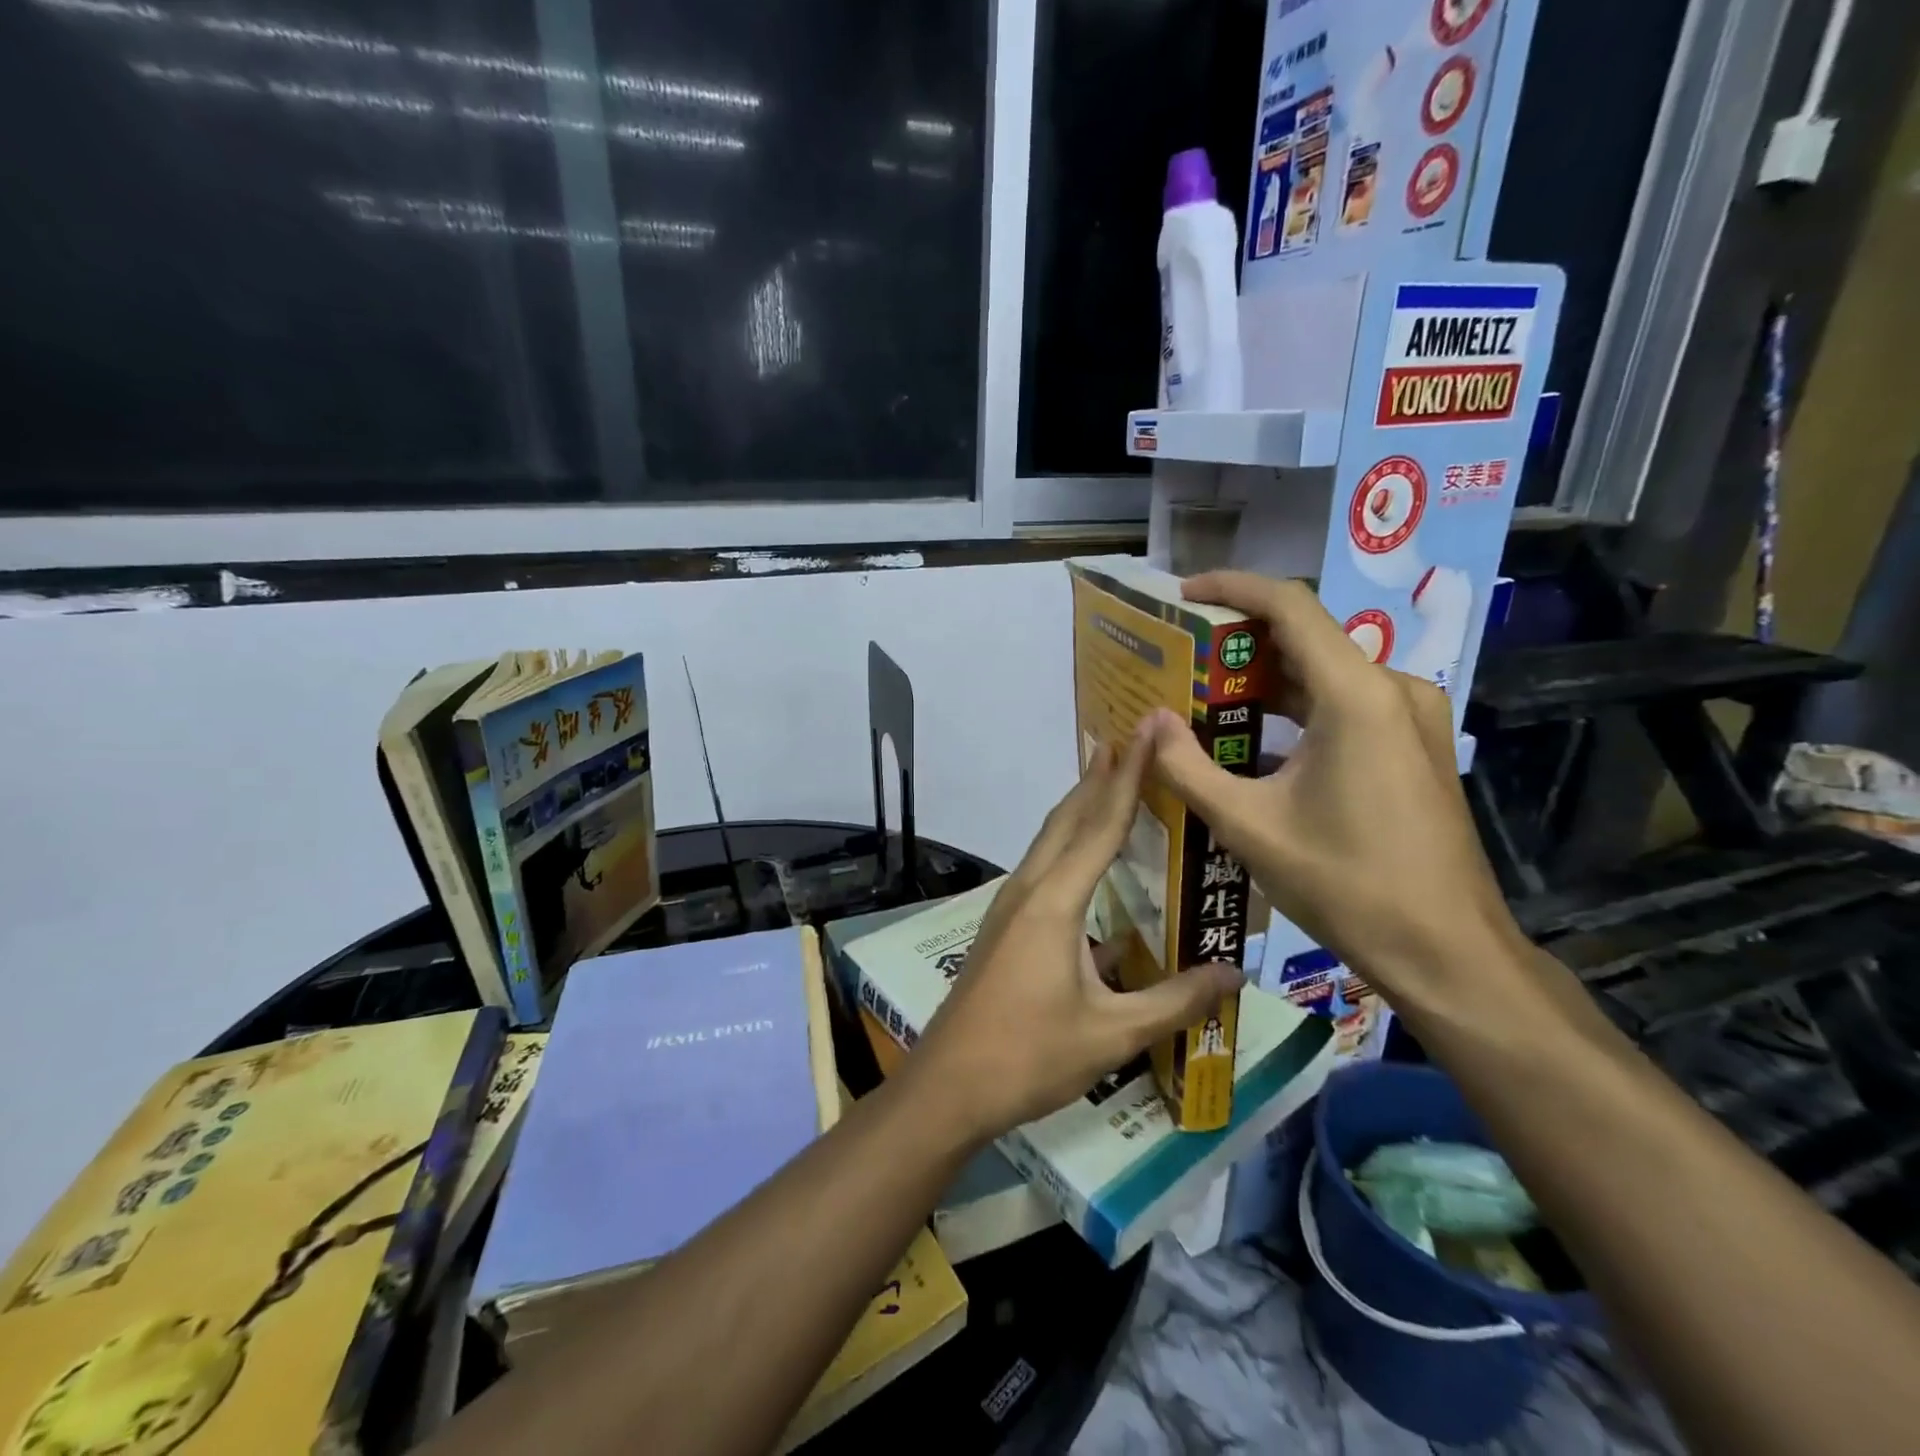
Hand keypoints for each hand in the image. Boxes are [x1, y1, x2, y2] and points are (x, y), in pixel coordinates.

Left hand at [908, 725, 1243, 1143]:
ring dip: (1080, 806)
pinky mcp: (1004, 926)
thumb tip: (1236, 974)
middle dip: (1100, 777)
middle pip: (1068, 818)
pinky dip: (1068, 844)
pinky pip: (1043, 867)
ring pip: (1050, 840)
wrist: (949, 1084)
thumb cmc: (1030, 1055)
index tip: (1147, 732)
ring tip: (1109, 779)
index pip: (1101, 824)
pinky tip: (1087, 862)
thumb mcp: (1113, 1032)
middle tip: (1130, 739)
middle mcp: (1029, 888)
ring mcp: (1009, 906)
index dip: (1129, 776)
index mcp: (1055, 901)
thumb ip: (1175, 1000)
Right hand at [1144, 571, 1522, 1010]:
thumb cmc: (1346, 884)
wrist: (1446, 952)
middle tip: (1180, 660)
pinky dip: (1296, 711)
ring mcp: (1412, 718)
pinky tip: (1254, 741)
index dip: (1233, 588)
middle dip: (1240, 643)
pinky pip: (1346, 706)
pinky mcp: (1415, 746)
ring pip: (1325, 675)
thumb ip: (1188, 768)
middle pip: (1307, 638)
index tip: (1184, 595)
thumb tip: (1149, 723)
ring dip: (1265, 681)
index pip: (1290, 606)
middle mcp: (1393, 689)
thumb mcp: (1249, 826)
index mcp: (1357, 696)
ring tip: (1205, 699)